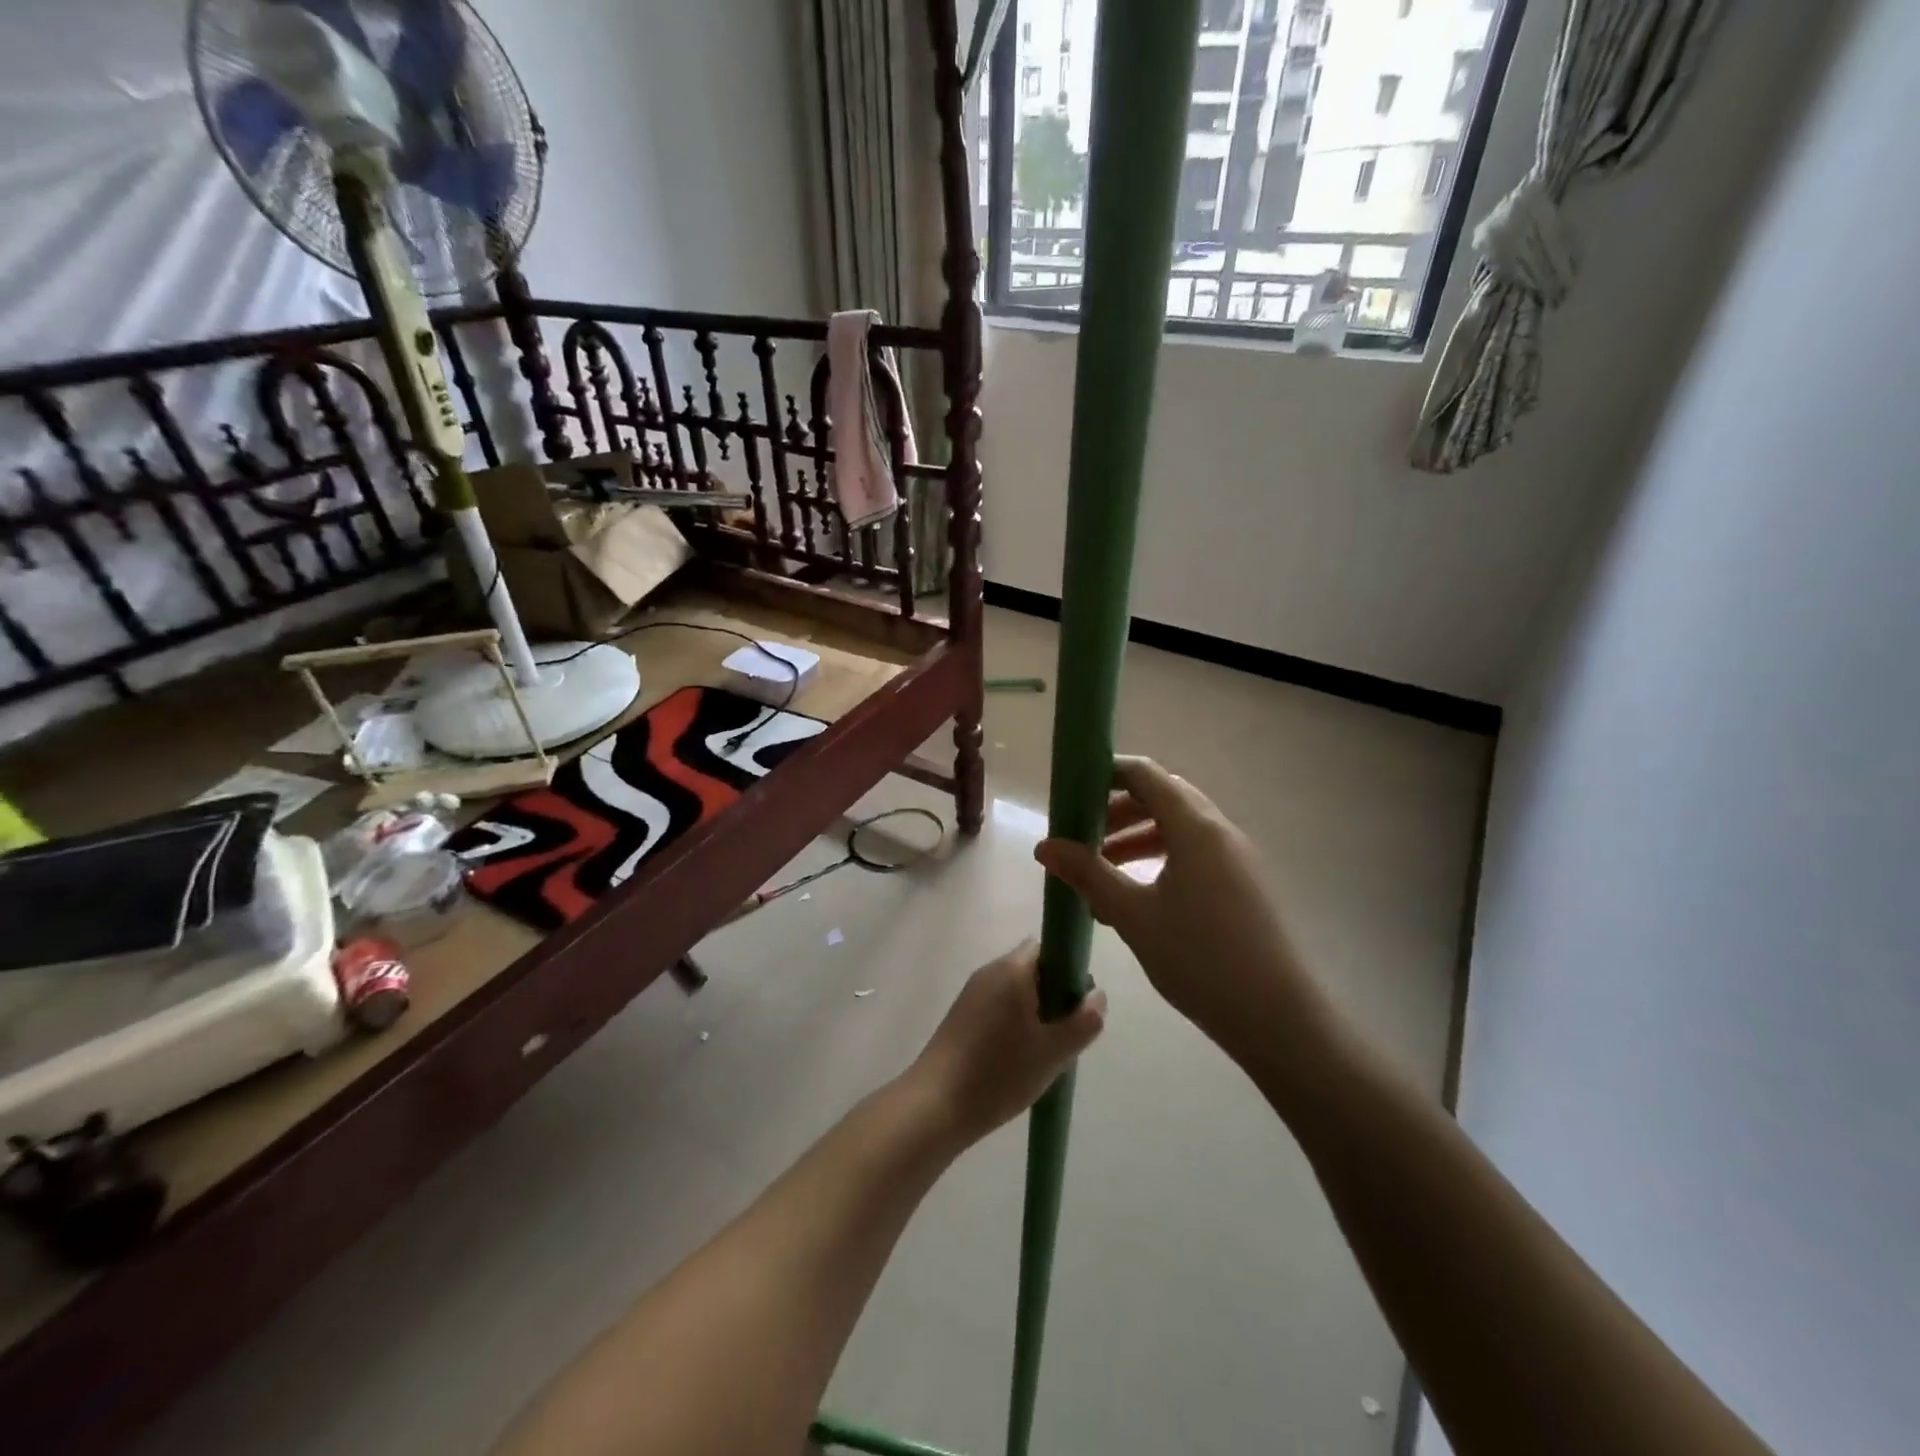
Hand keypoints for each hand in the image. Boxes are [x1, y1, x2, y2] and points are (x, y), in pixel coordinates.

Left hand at [905, 942, 1105, 1145]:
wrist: (936, 1104)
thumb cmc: (1000, 1072)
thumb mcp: (1053, 1052)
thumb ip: (1083, 1022)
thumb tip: (1098, 995)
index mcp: (1011, 970)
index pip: (1047, 948)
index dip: (1068, 969)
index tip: (1078, 1003)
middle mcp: (989, 972)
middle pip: (1032, 969)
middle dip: (1054, 995)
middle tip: (1066, 1033)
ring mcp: (972, 993)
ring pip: (1015, 991)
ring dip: (1035, 1012)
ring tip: (1045, 1051)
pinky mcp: (961, 1016)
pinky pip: (998, 1006)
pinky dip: (1014, 1023)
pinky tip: (1019, 1059)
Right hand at [1034, 757, 1329, 1063]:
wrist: (1278, 1018)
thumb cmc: (1199, 958)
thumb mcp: (1133, 915)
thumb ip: (1089, 874)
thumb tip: (1044, 846)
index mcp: (1196, 827)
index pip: (1147, 775)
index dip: (1108, 774)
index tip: (1073, 791)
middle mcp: (1220, 831)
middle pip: (1164, 798)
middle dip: (1119, 810)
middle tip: (1083, 835)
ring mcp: (1237, 858)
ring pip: (1180, 828)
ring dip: (1139, 836)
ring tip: (1103, 867)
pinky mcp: (1244, 884)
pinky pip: (1196, 853)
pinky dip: (1162, 858)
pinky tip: (1138, 896)